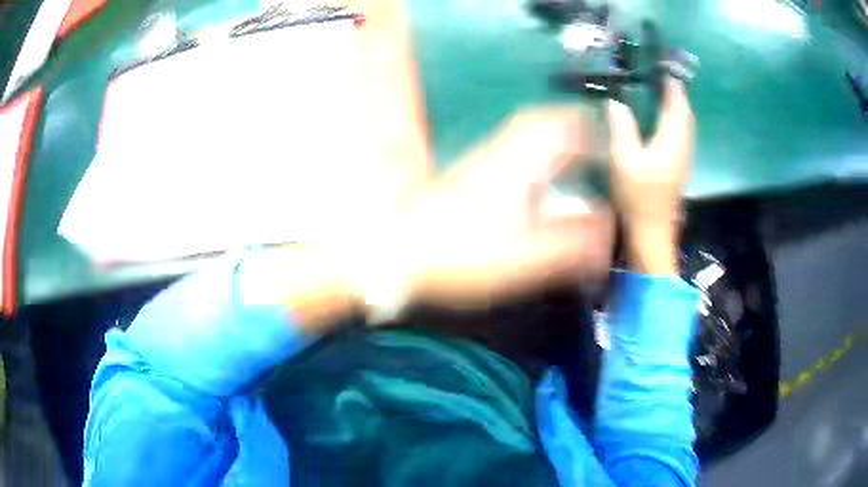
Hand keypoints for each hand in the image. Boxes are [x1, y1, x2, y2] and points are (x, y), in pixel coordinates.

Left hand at [363, 106, 613, 310]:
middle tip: (590, 138)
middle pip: (537, 123)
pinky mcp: (468, 176)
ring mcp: (479, 164)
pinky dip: (530, 151)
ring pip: (520, 134)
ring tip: (570, 151)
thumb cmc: (459, 257)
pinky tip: (534, 174)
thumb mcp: (521, 260)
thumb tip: (605, 234)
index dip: (585, 127)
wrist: (398, 252)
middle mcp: (498, 156)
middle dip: (568, 124)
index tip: (605, 132)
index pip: (556, 130)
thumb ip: (568, 248)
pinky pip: (508, 150)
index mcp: (516, 169)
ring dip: (548, 135)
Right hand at [607, 78, 694, 274]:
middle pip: (685, 114)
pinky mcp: (679, 168)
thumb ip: (621, 127)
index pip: (677, 105)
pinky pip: (682, 136)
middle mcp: (682, 147)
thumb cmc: (638, 197)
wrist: (652, 232)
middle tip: (660, 80)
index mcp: (672, 141)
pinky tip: (663, 123)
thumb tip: (615, 101)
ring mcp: (683, 159)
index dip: (672, 86)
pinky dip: (675, 122)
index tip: (663, 69)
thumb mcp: (624, 159)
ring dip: (677, 108)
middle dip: (676, 95)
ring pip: (685, 126)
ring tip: (661, 96)